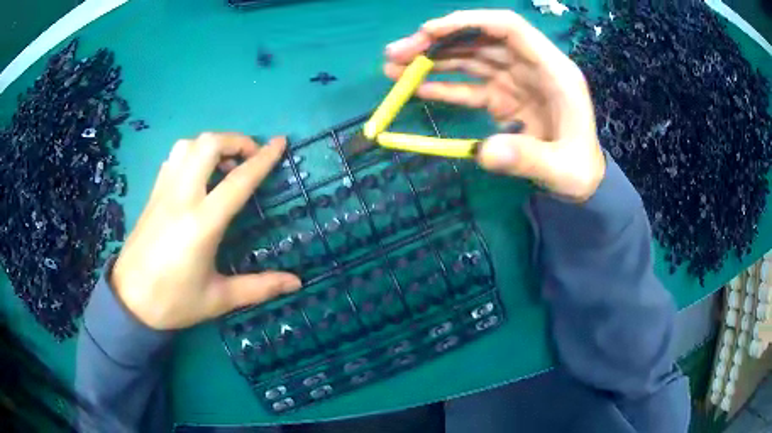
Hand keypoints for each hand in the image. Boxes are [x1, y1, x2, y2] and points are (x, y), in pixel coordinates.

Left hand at [112, 133, 301, 329]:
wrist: (130, 302)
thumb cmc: (174, 302)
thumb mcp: (219, 299)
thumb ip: (259, 287)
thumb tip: (296, 283)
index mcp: (201, 224)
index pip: (237, 180)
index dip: (263, 158)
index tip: (280, 143)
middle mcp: (181, 198)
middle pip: (208, 145)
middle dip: (235, 141)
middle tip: (248, 158)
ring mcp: (163, 192)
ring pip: (188, 145)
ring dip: (211, 145)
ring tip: (223, 166)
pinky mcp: (152, 195)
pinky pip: (174, 158)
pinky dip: (192, 154)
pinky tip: (198, 176)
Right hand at [384, 10, 605, 200]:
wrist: (583, 180)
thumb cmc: (580, 170)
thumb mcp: (563, 170)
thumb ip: (528, 159)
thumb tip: (484, 153)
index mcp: (553, 70)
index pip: (509, 27)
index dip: (469, 22)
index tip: (429, 31)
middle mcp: (531, 66)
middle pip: (480, 40)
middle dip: (437, 42)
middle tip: (396, 54)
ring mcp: (515, 81)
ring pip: (470, 59)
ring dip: (432, 61)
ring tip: (394, 69)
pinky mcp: (504, 98)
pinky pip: (471, 86)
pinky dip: (445, 86)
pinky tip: (418, 89)